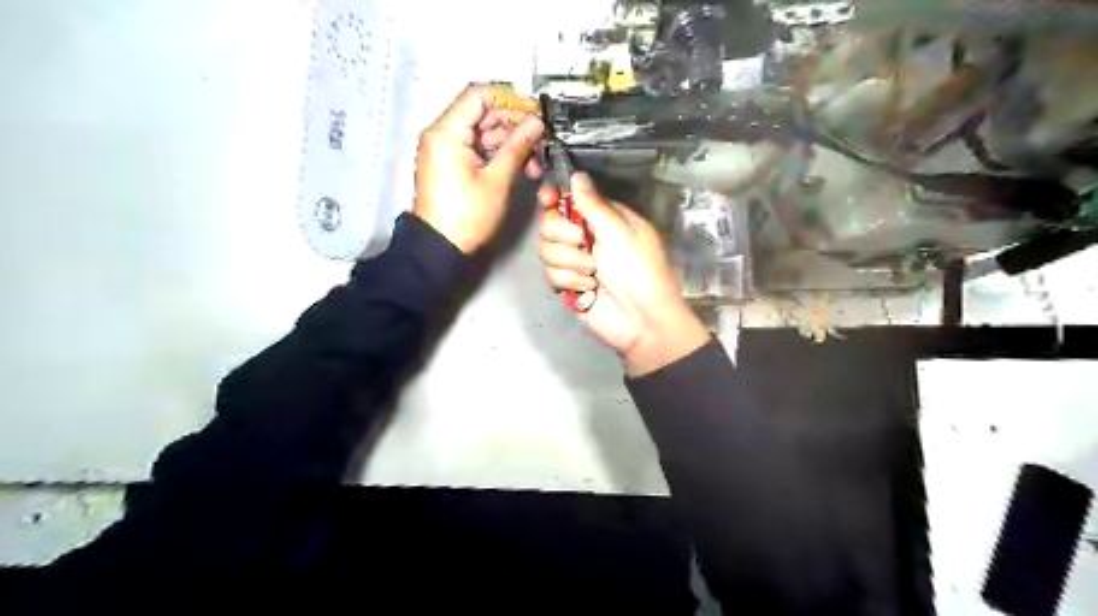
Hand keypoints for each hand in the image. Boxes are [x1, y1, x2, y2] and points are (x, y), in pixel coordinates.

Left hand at [416, 85, 544, 250]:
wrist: (441, 246)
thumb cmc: (466, 216)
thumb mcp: (497, 180)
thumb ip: (518, 146)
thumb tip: (536, 124)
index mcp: (447, 133)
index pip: (479, 95)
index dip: (510, 99)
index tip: (534, 111)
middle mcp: (442, 134)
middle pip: (483, 113)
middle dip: (514, 123)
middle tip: (541, 137)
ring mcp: (446, 149)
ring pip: (484, 132)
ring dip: (511, 141)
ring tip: (535, 160)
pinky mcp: (452, 163)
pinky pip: (478, 148)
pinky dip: (499, 153)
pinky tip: (521, 166)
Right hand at [538, 173, 712, 379]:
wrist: (641, 319)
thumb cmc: (639, 270)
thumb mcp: (620, 232)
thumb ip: (593, 205)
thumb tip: (576, 175)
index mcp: (603, 218)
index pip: (569, 199)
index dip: (554, 198)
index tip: (547, 199)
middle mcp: (586, 236)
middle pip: (550, 222)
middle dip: (563, 234)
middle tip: (582, 243)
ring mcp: (575, 261)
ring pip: (547, 249)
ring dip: (570, 261)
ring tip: (592, 273)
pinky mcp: (568, 284)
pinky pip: (550, 274)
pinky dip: (570, 281)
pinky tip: (589, 289)